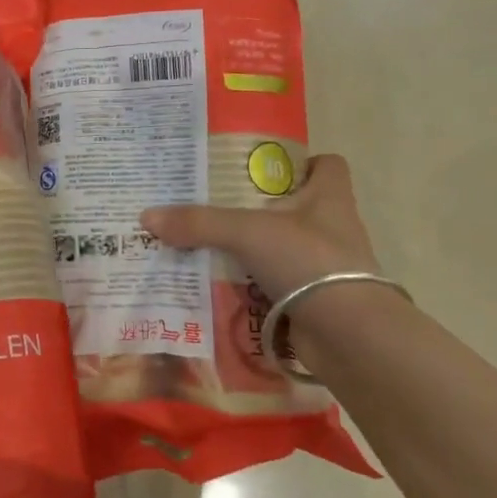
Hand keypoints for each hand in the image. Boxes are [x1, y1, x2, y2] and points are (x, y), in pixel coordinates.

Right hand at [141, 154, 396, 341]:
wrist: (349, 335)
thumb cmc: (309, 262)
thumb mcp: (248, 232)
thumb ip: (199, 223)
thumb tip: (147, 217)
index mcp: (330, 199)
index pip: (327, 165)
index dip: (300, 162)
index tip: (262, 168)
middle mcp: (332, 229)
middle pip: (297, 207)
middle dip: (259, 207)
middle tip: (215, 204)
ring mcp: (325, 269)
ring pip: (283, 249)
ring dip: (252, 249)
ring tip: (208, 245)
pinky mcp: (314, 302)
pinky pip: (276, 286)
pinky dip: (252, 286)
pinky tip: (219, 285)